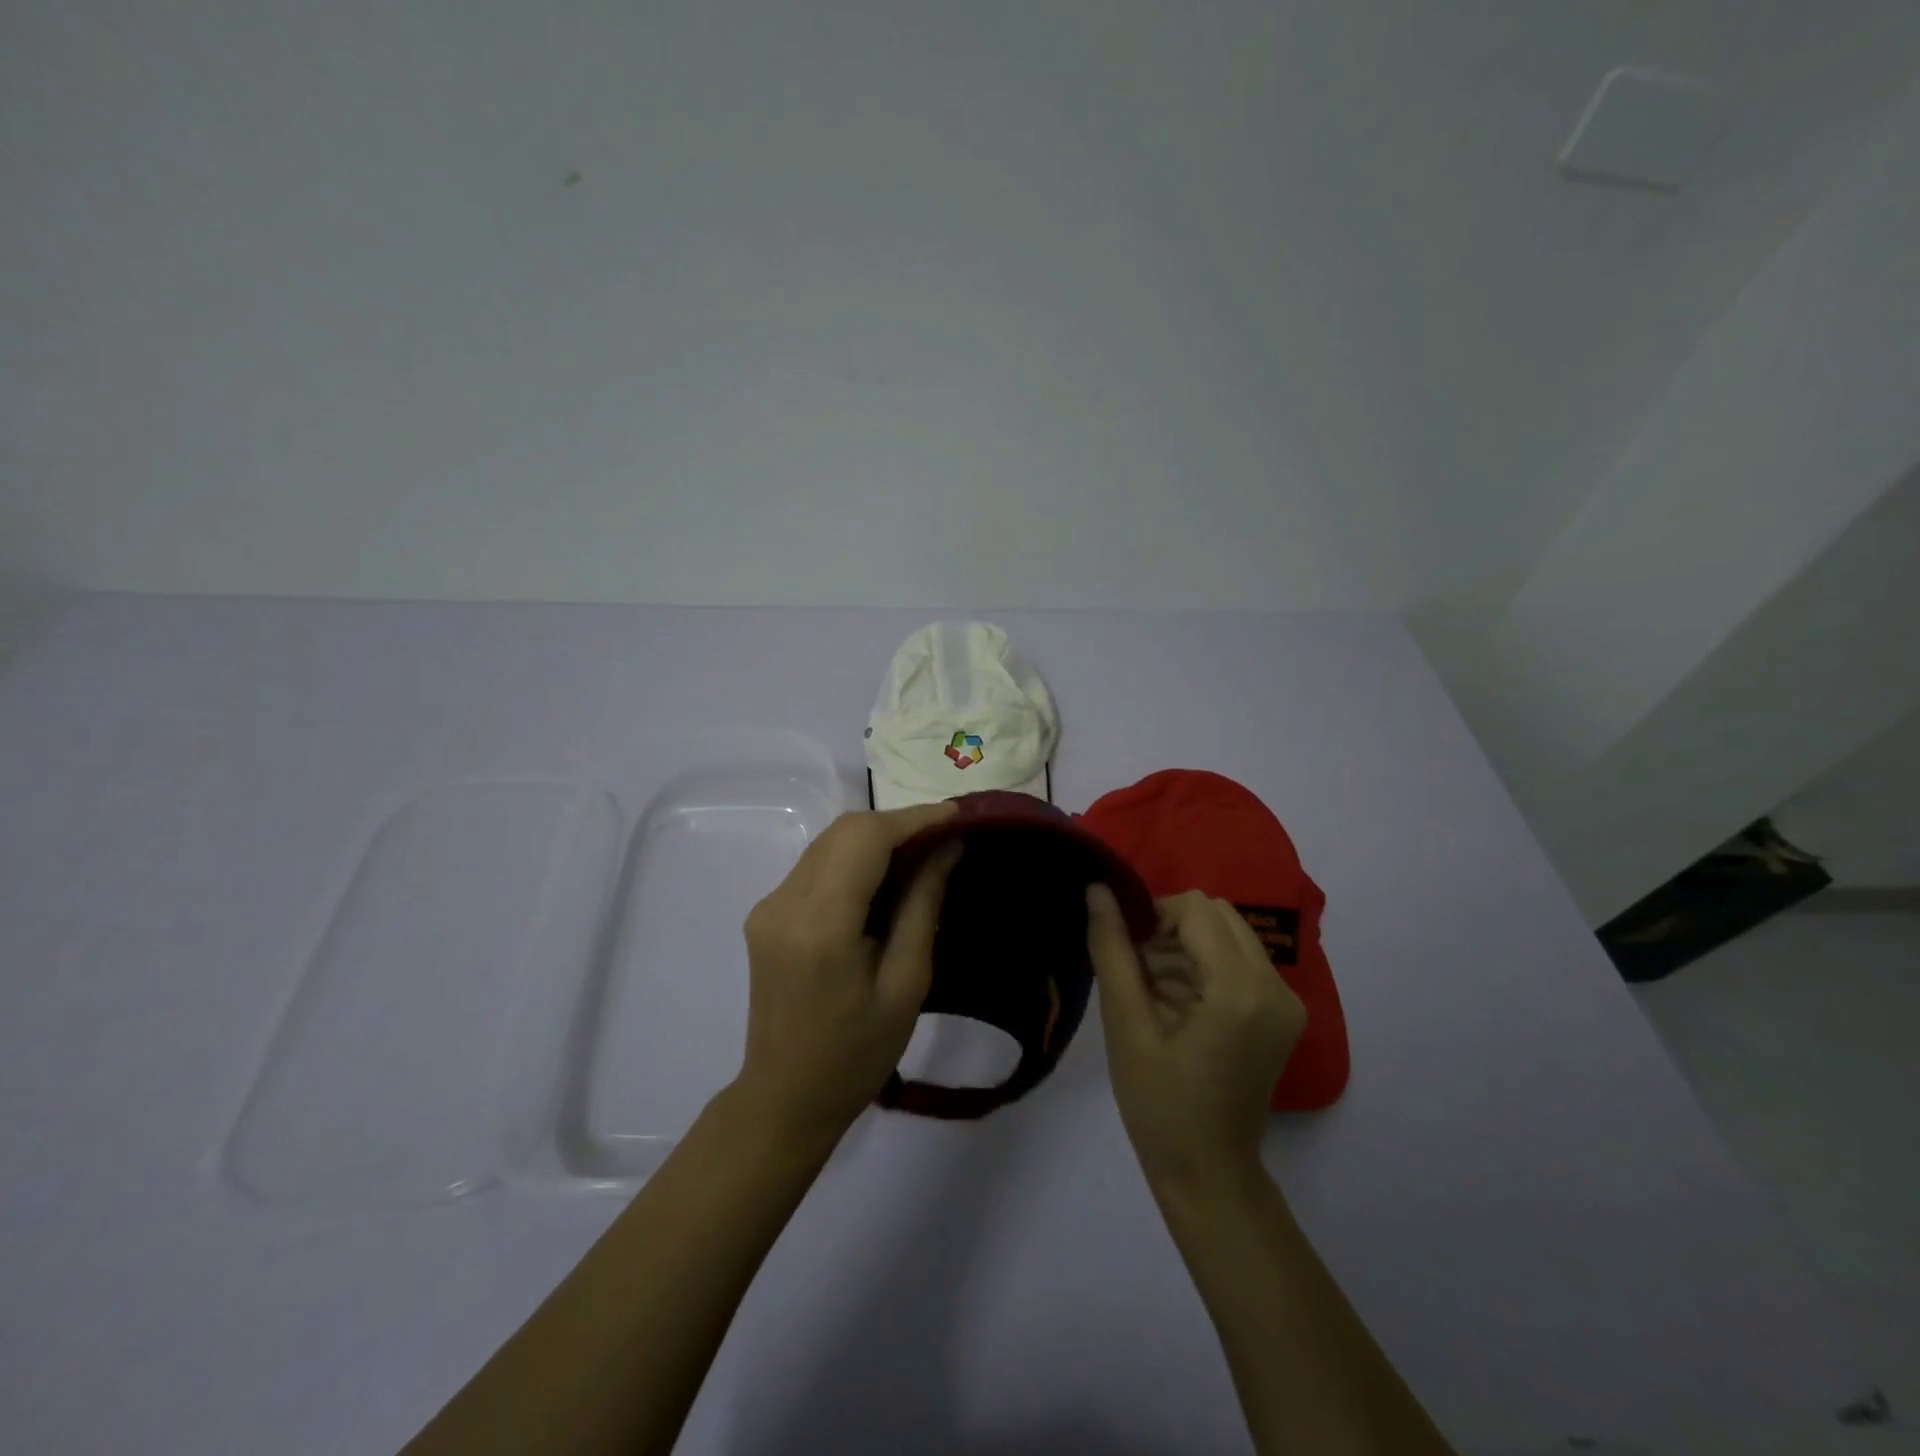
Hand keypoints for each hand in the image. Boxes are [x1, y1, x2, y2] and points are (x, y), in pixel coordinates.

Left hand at [736, 803, 960, 1139]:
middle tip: (944, 836)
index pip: (866, 840)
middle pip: (843, 830)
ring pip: (828, 842)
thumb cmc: (857, 1054)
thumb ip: (922, 905)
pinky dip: (854, 858)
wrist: (785, 1098)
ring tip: (922, 852)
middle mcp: (784, 902)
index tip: (957, 815)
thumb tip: (946, 847)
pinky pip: (816, 864)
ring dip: (876, 838)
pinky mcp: (766, 913)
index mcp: (820, 925)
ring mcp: (768, 906)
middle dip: (897, 823)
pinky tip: (884, 878)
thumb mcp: (906, 984)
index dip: (914, 819)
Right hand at [1087, 887, 1306, 1188]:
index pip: (1196, 908)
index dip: (1153, 915)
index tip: (1127, 951)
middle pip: (1217, 915)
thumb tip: (1097, 889)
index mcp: (1241, 989)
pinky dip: (1203, 967)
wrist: (1208, 1174)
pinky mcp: (1282, 1013)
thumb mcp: (1126, 1023)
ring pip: (1228, 935)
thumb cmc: (1160, 1104)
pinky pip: (1239, 961)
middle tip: (1138, 969)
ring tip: (1150, 991)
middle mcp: (1276, 986)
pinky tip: (1174, 1003)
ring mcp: (1285, 1001)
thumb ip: (1112, 949)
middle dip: (1171, 929)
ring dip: (1185, 947)